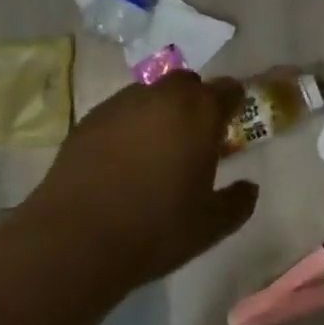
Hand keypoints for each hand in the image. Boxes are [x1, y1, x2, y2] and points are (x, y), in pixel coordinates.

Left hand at [26, 73, 257, 294]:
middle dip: (194, 102)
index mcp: (200, 112)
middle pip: (188, 83)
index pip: (229, 89)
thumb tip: (249, 188)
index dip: (233, 106)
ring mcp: (121, 103)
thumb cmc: (155, 229)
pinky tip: (120, 161)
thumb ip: (238, 202)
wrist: (74, 241)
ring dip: (159, 112)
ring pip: (151, 94)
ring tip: (153, 150)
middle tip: (192, 139)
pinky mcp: (88, 119)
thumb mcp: (210, 226)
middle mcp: (163, 95)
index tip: (229, 128)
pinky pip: (119, 112)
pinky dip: (127, 126)